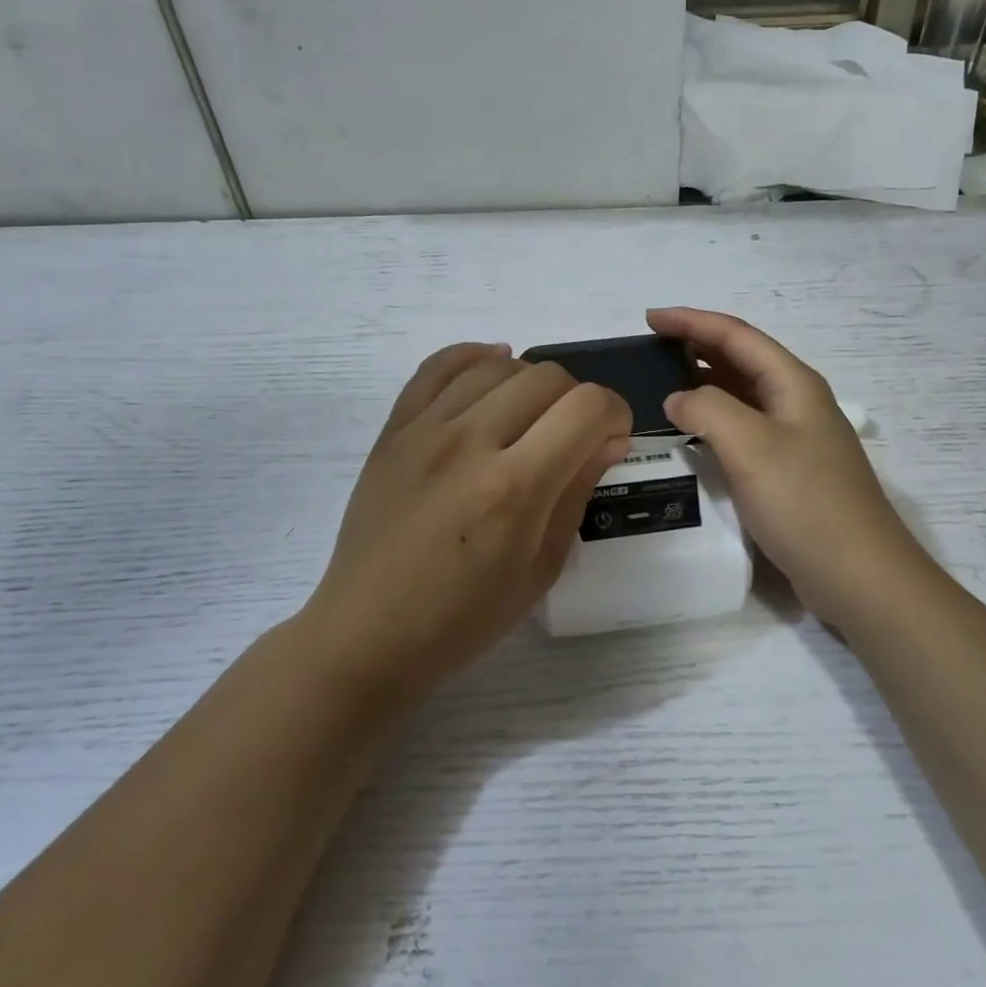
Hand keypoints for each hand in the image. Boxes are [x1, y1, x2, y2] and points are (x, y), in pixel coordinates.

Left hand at [306, 344, 631, 698]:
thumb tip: (609, 438)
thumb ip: (577, 490)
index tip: (612, 437)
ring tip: (533, 415)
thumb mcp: (542, 567)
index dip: (616, 413)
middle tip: (573, 436)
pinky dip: (475, 355)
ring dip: (532, 382)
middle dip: (578, 400)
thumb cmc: (465, 616)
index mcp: (516, 487)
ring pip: (498, 366)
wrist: (369, 631)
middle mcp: (471, 442)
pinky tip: (494, 365)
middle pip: (548, 378)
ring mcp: (426, 429)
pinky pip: (438, 366)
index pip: (587, 408)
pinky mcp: (394, 428)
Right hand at [647, 308, 925, 618]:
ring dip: (704, 384)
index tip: (649, 319)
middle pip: (741, 360)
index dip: (692, 322)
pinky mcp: (788, 473)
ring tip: (662, 385)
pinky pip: (743, 431)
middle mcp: (796, 403)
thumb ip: (707, 409)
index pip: (736, 335)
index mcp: (793, 383)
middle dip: (697, 347)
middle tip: (650, 350)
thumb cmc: (805, 502)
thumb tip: (678, 399)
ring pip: (742, 396)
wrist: (859, 576)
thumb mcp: (750, 445)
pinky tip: (690, 435)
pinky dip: (713, 422)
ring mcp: (795, 439)